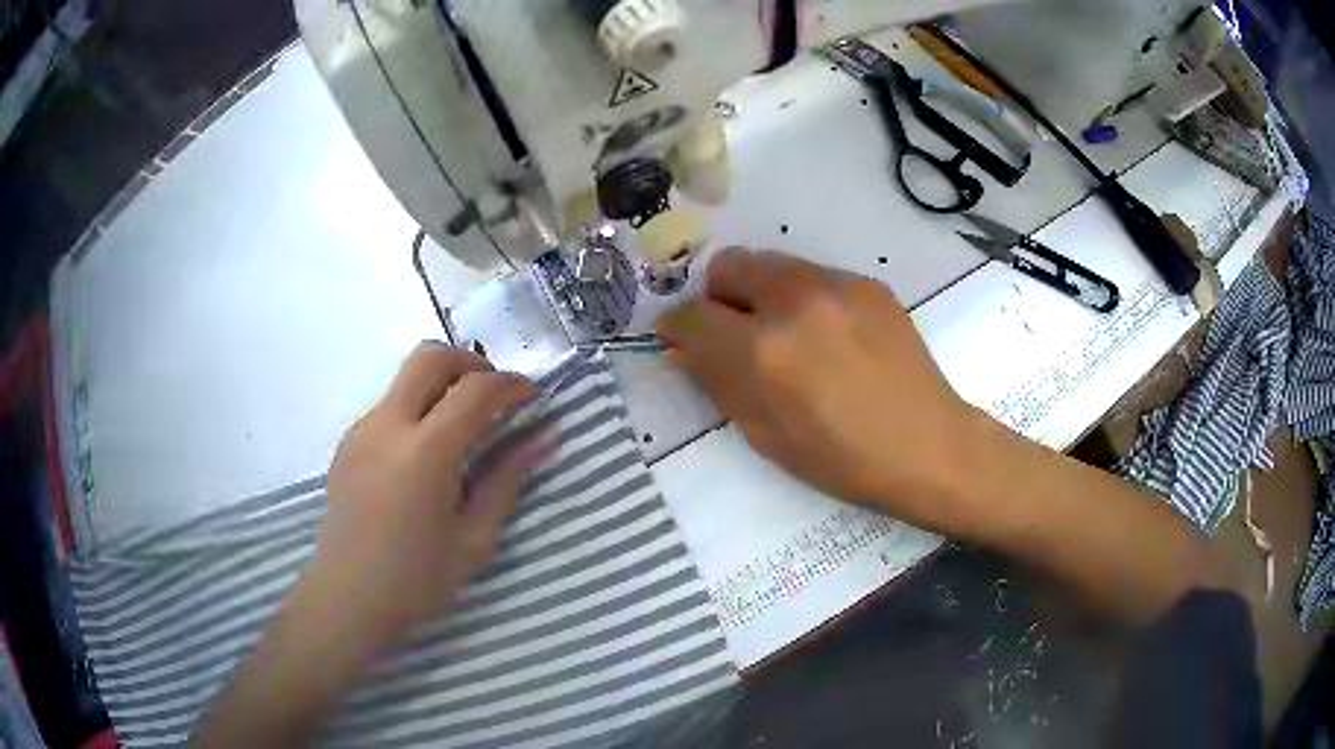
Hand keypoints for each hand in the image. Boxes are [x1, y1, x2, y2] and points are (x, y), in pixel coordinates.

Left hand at [304, 343, 541, 646]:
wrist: (347, 598)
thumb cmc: (416, 580)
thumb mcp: (474, 539)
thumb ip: (507, 481)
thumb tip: (544, 439)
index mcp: (424, 454)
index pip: (475, 390)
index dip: (510, 385)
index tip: (531, 398)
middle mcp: (387, 426)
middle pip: (431, 357)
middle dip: (472, 364)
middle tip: (495, 397)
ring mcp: (362, 430)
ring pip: (406, 376)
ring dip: (442, 383)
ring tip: (464, 426)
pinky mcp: (348, 441)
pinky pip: (390, 403)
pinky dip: (418, 406)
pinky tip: (428, 453)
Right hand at [658, 249, 977, 530]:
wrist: (928, 445)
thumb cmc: (842, 458)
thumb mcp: (766, 435)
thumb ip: (718, 383)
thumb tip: (682, 348)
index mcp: (764, 351)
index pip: (692, 315)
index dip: (677, 327)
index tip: (680, 339)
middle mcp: (795, 302)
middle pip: (729, 265)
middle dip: (719, 297)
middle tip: (737, 334)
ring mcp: (837, 285)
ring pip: (773, 264)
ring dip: (762, 293)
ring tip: (788, 335)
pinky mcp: (868, 283)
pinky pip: (814, 275)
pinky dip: (804, 298)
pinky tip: (830, 336)